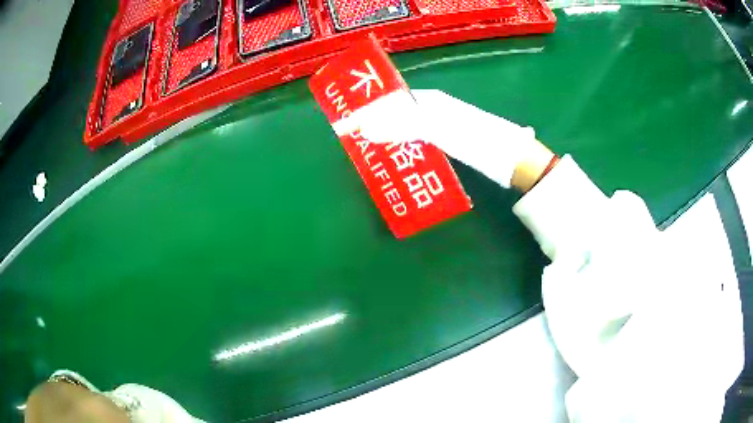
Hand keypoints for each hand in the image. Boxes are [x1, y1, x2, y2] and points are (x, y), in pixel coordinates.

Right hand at [332, 89, 554, 191]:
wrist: (513, 160)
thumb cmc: (478, 139)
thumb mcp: (439, 129)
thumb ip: (403, 126)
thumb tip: (366, 128)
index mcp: (432, 101)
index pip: (395, 99)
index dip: (374, 108)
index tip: (353, 122)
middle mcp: (436, 111)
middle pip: (400, 116)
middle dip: (380, 127)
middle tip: (358, 144)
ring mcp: (443, 129)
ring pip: (409, 132)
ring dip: (393, 141)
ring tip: (372, 156)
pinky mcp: (450, 146)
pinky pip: (422, 146)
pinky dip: (408, 152)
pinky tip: (399, 164)